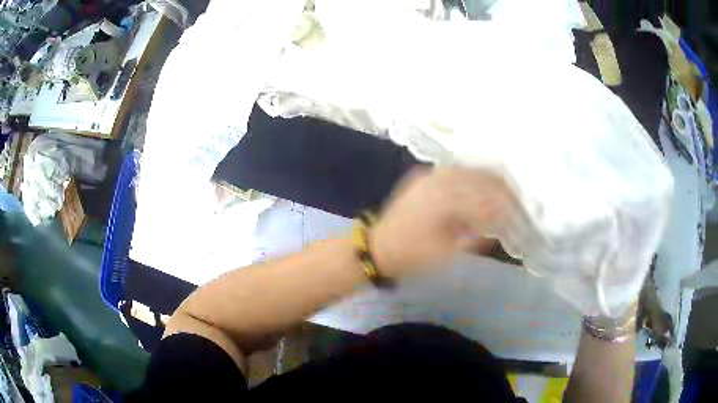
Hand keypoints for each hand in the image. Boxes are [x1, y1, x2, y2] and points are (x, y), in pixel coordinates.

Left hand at [369, 166, 512, 277]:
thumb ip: (476, 237)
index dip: (506, 204)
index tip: (519, 211)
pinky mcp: (425, 176)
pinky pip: (455, 170)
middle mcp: (440, 180)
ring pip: (470, 170)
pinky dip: (472, 176)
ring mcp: (430, 174)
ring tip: (505, 191)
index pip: (486, 196)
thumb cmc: (413, 256)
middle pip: (481, 177)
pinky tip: (482, 184)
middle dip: (502, 188)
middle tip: (517, 200)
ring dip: (489, 179)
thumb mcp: (448, 254)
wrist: (378, 247)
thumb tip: (500, 226)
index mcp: (447, 199)